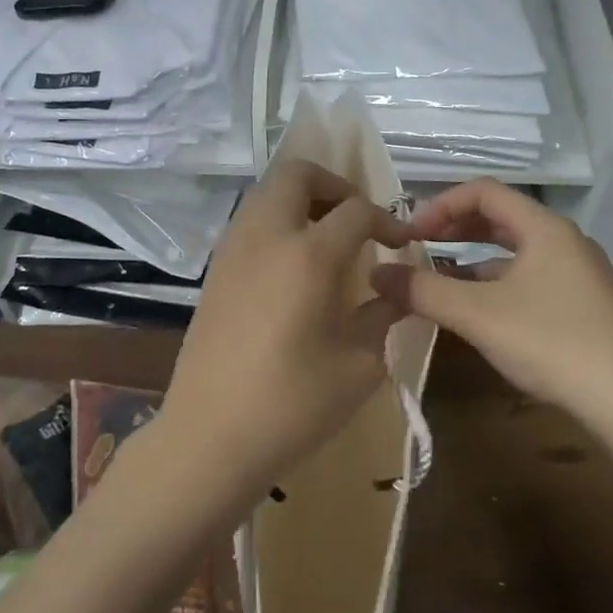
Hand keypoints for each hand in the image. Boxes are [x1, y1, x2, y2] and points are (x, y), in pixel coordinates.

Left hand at [161, 160, 411, 498]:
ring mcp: (232, 251)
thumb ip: (382, 316)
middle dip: (335, 186)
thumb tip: (395, 292)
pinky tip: (294, 270)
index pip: (356, 210)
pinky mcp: (214, 272)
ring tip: (328, 242)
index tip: (402, 244)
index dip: (386, 220)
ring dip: (302, 202)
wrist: (209, 437)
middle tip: (357, 221)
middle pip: (298, 175)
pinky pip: (250, 224)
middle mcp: (266, 237)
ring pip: (267, 194)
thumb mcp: (359, 365)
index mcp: (308, 255)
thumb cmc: (292, 405)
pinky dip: (278, 225)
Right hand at [371, 178, 612, 414]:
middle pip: (501, 219)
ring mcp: (578, 275)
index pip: (483, 191)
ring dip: (473, 262)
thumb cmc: (551, 342)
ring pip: (515, 253)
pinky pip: (530, 280)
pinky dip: (497, 286)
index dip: (440, 206)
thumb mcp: (478, 315)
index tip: (410, 235)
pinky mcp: (584, 306)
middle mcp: (564, 241)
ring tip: (440, 284)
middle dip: (455, 230)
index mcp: (544, 228)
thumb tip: (377, 275)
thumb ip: (424, 291)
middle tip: (419, 249)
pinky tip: (479, 315)